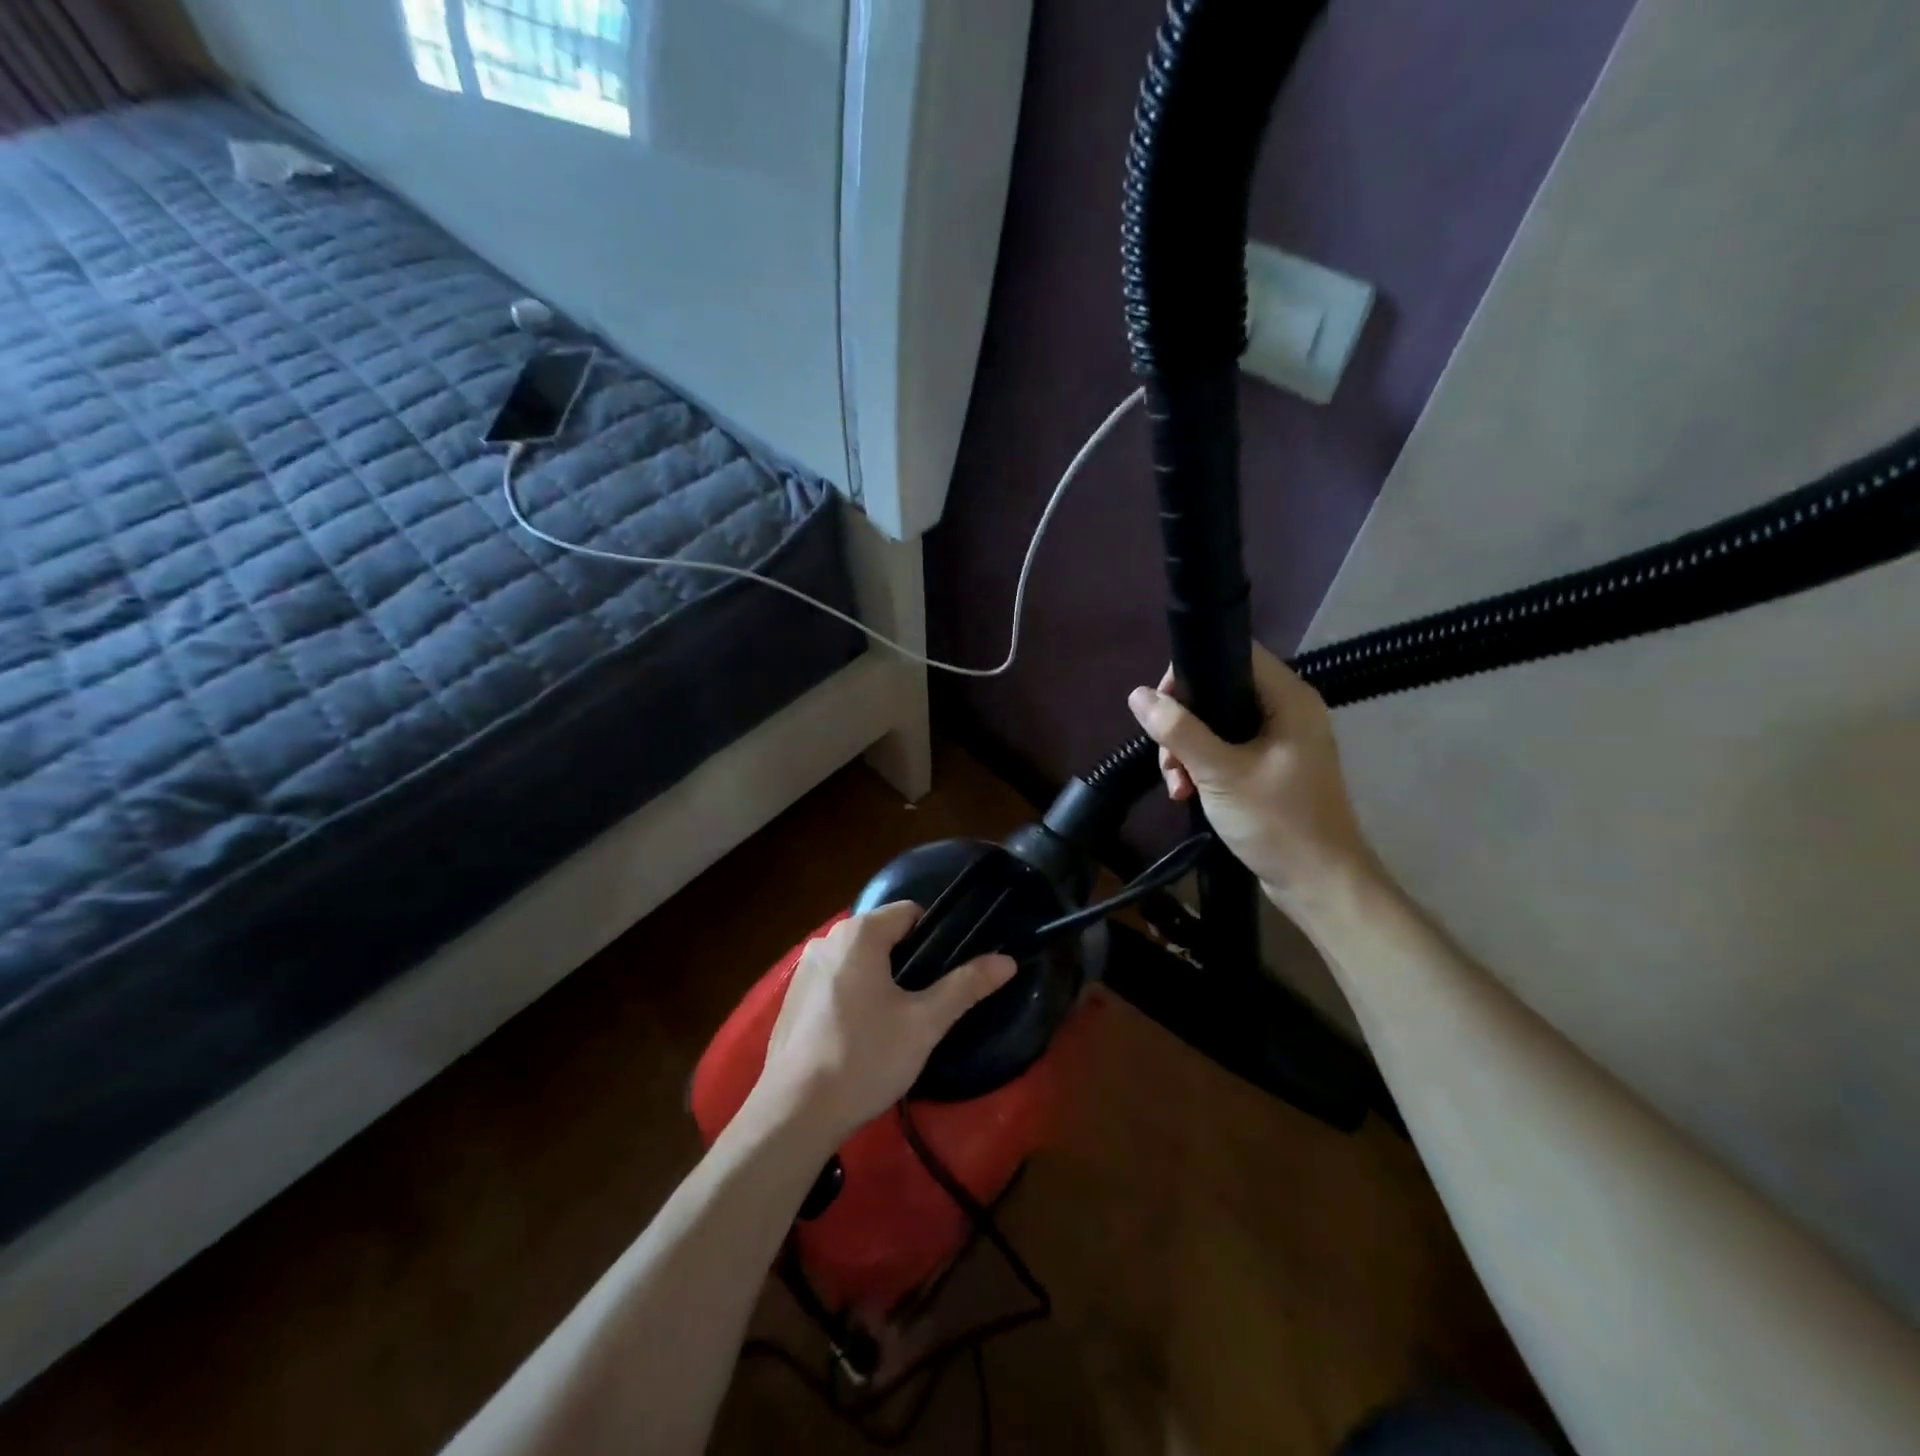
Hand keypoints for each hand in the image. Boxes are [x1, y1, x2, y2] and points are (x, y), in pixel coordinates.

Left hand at [750, 904, 1016, 1146]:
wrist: (794, 1113)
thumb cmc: (865, 1058)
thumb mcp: (924, 1023)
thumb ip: (965, 986)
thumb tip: (1007, 960)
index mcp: (859, 933)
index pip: (910, 912)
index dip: (935, 938)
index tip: (947, 974)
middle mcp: (827, 940)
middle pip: (883, 935)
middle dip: (908, 962)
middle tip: (927, 1004)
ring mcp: (804, 969)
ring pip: (859, 961)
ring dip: (880, 980)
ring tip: (896, 1023)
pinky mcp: (792, 999)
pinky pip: (836, 982)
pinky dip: (853, 996)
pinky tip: (860, 1037)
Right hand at [1127, 646, 1381, 918]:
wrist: (1320, 884)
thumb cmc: (1277, 822)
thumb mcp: (1220, 773)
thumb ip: (1178, 731)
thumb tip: (1137, 695)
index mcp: (1289, 699)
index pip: (1235, 654)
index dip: (1191, 669)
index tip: (1162, 704)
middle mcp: (1288, 712)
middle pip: (1220, 691)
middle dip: (1183, 723)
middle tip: (1167, 757)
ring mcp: (1281, 742)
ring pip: (1219, 726)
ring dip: (1188, 750)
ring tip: (1176, 784)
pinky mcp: (1272, 769)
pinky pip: (1228, 752)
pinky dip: (1204, 767)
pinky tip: (1187, 793)